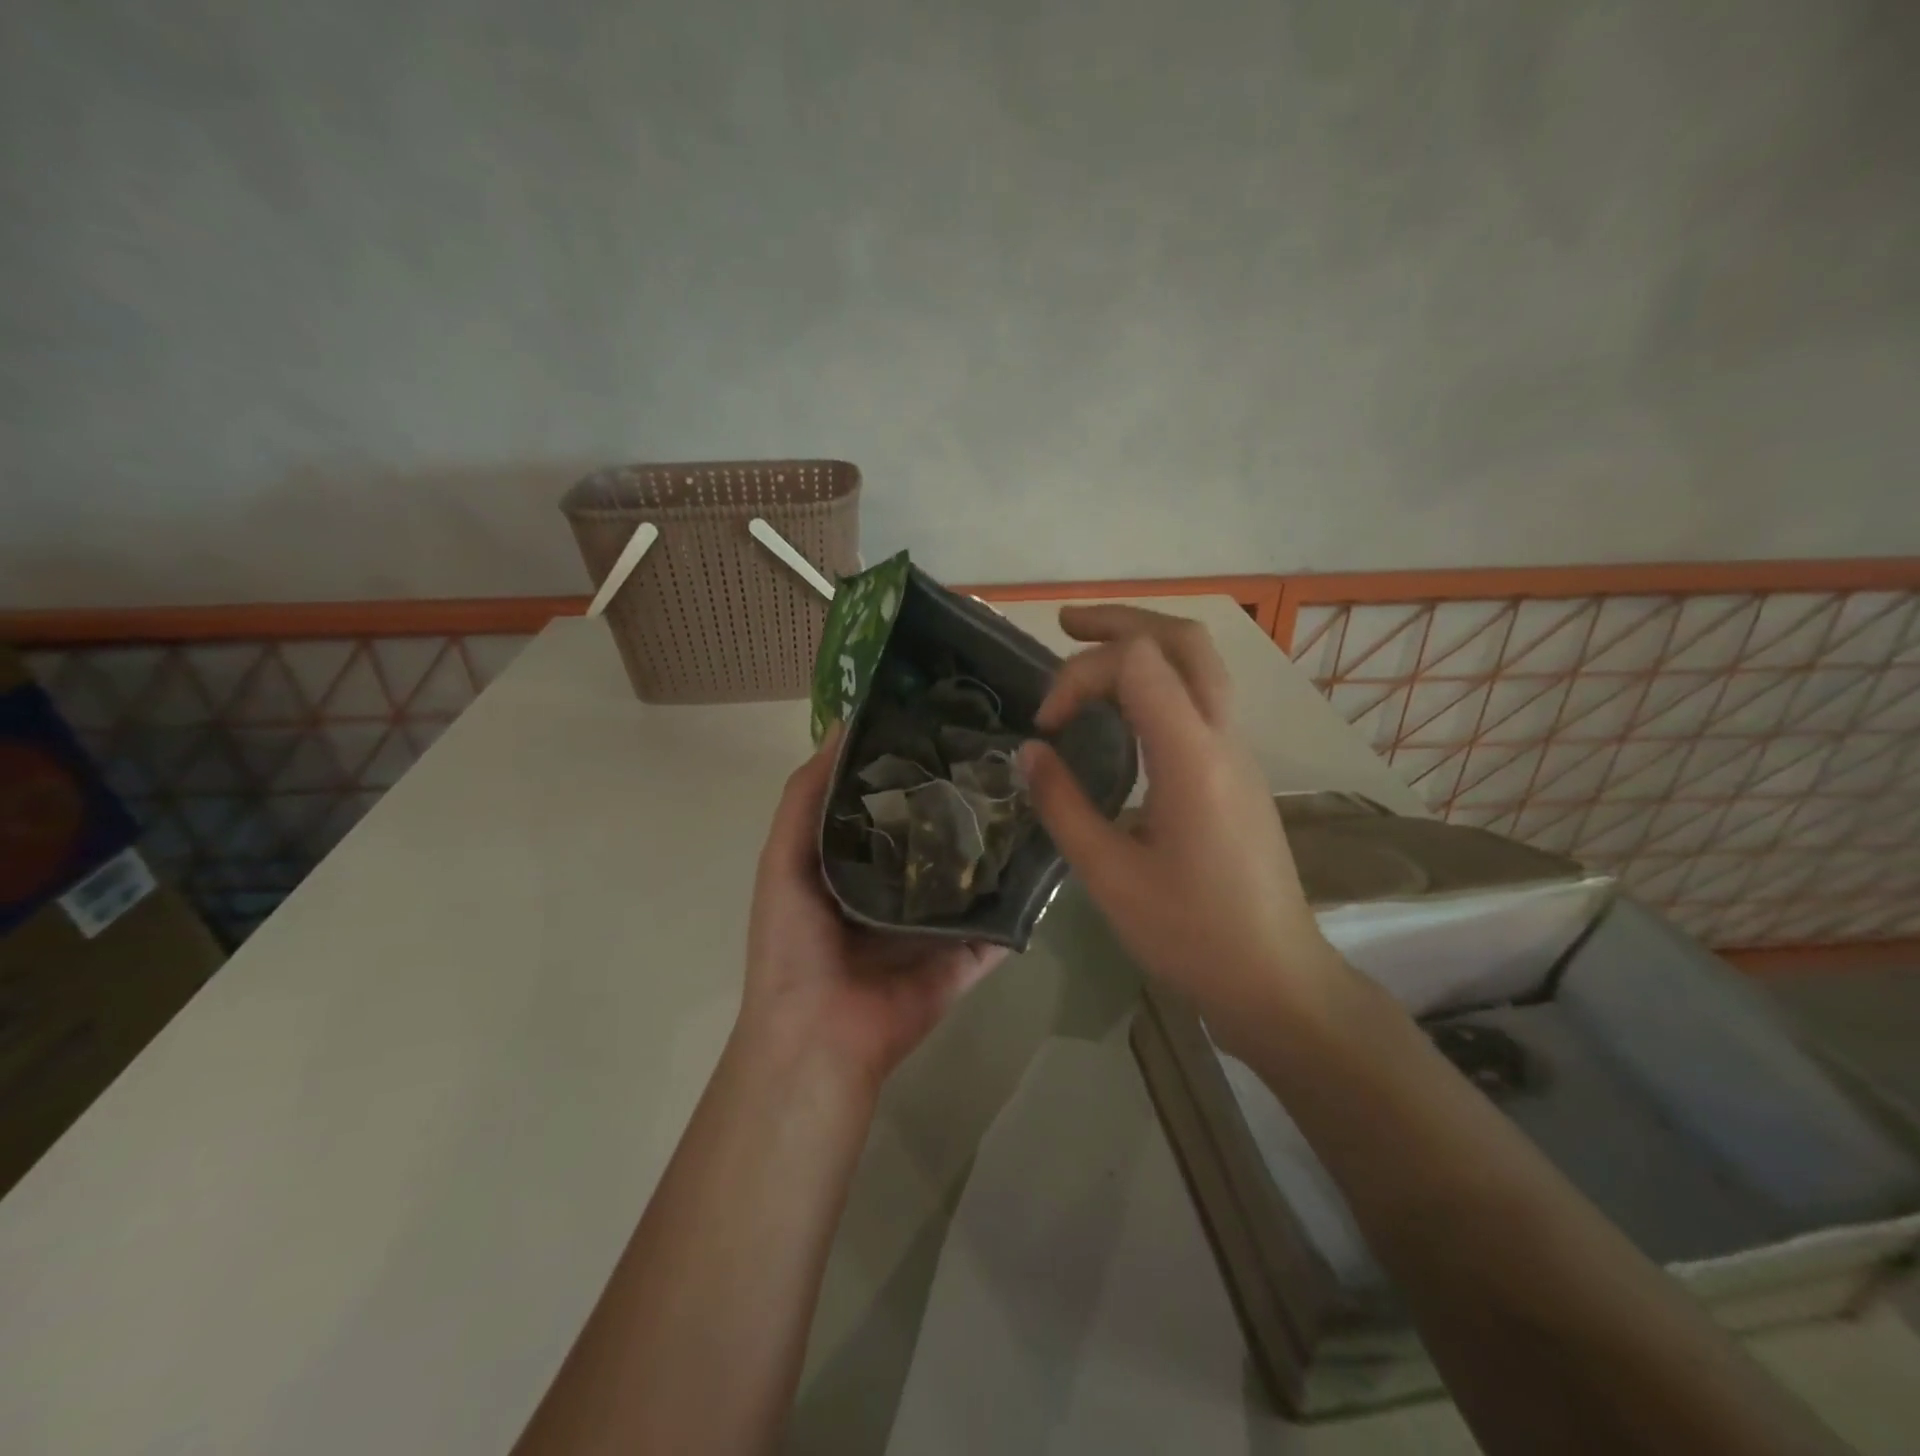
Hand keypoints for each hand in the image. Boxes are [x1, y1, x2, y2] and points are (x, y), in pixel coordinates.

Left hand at [736, 728, 1006, 1095]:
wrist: (818, 1035)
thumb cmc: (793, 941)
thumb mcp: (783, 858)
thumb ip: (806, 796)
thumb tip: (842, 724)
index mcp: (854, 864)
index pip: (888, 804)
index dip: (911, 766)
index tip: (946, 723)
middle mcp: (897, 889)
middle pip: (936, 837)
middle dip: (960, 800)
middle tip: (1003, 753)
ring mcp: (935, 925)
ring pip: (971, 877)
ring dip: (995, 846)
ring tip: (1034, 795)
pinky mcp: (964, 957)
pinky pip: (998, 926)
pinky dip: (1020, 902)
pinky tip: (1050, 860)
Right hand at [1021, 606, 1349, 1036]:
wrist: (1276, 977)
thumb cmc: (1190, 934)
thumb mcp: (1109, 876)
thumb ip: (1064, 805)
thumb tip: (1030, 752)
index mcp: (1191, 757)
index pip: (1137, 663)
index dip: (1079, 675)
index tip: (1046, 726)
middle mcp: (1223, 738)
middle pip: (1183, 639)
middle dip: (1121, 619)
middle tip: (1065, 624)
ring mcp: (1238, 751)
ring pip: (1200, 662)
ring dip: (1144, 641)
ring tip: (1088, 649)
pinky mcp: (1238, 770)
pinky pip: (1202, 695)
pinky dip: (1159, 676)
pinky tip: (1124, 705)